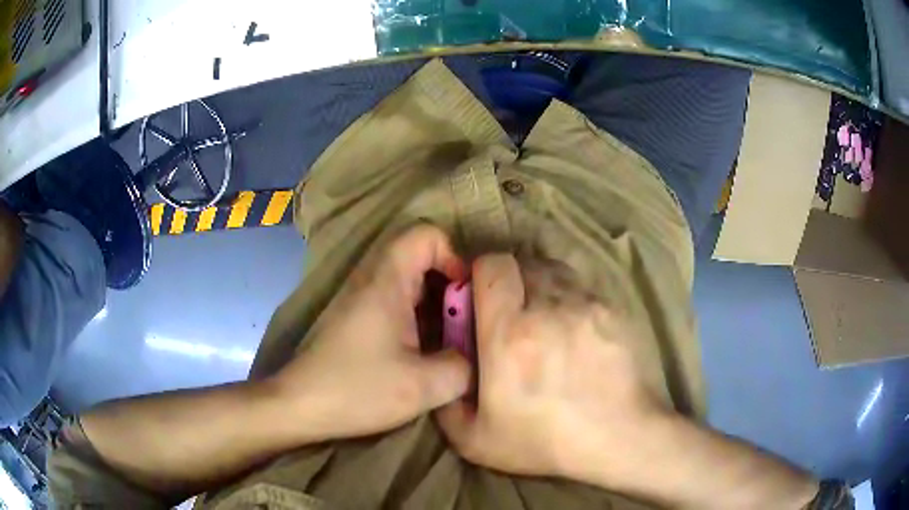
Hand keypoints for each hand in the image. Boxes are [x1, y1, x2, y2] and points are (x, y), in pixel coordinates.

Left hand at [269, 225, 470, 440]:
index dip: (454, 255)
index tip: (464, 295)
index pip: (426, 234)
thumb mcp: (424, 386)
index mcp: (387, 281)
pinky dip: (419, 314)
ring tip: (451, 337)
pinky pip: (397, 299)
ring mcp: (362, 297)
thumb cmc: (358, 390)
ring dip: (435, 301)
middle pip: (419, 254)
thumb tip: (477, 356)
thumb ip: (464, 366)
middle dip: (450, 282)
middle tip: (465, 319)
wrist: (301, 405)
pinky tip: (425, 349)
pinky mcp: (357, 316)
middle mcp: (372, 279)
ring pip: (409, 279)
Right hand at [436, 253, 669, 481]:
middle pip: (524, 262)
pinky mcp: (612, 309)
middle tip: (511, 312)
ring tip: (544, 318)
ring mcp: (587, 304)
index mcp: (510, 333)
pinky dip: (570, 299)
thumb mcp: (476, 440)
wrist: (621, 436)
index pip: (493, 266)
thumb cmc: (547, 441)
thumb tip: (446, 371)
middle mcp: (549, 307)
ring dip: (541, 285)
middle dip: (510, 280)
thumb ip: (447, 403)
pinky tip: (575, 330)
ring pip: (554, 270)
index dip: (481, 272)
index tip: (479, 295)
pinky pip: (582, 288)